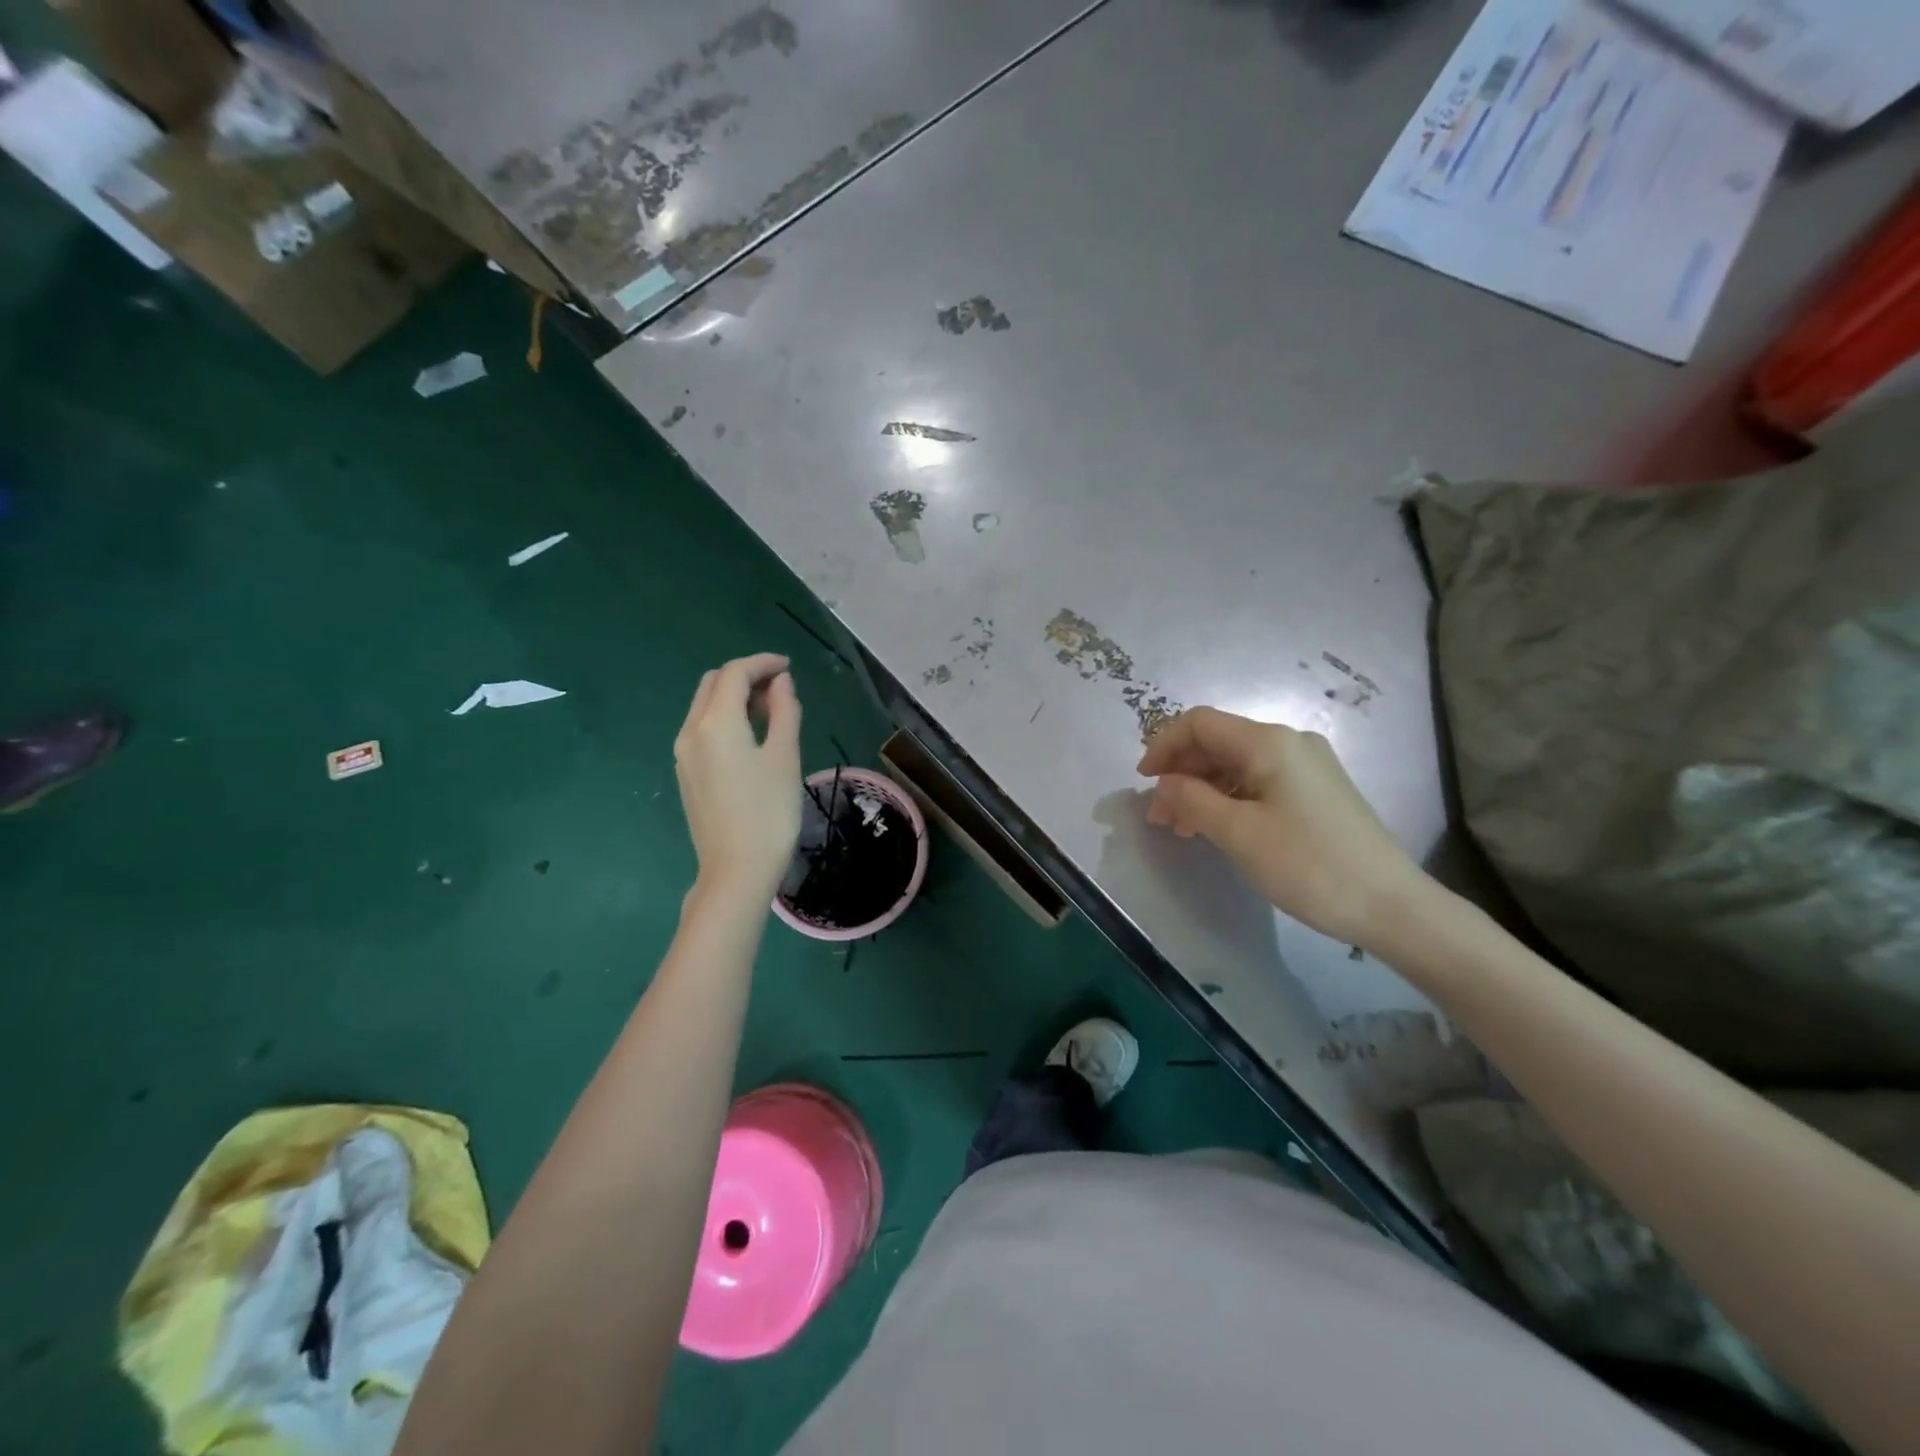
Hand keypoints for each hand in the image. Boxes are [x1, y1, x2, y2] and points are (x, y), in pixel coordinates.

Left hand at [674, 654, 802, 899]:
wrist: (736, 869)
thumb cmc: (769, 812)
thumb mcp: (784, 756)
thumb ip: (784, 711)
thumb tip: (780, 682)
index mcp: (715, 723)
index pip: (735, 673)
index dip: (763, 663)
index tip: (789, 668)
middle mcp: (691, 730)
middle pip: (714, 684)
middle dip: (746, 676)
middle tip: (780, 688)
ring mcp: (683, 753)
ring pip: (704, 705)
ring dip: (734, 696)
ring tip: (770, 710)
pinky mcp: (686, 772)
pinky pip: (702, 728)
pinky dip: (724, 717)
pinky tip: (750, 735)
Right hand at [1137, 707, 1425, 948]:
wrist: (1392, 906)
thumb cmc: (1308, 865)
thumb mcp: (1238, 833)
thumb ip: (1192, 800)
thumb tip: (1165, 783)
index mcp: (1269, 743)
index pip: (1200, 723)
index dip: (1164, 745)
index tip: (1143, 782)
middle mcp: (1289, 743)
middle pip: (1218, 742)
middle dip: (1181, 772)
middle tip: (1159, 816)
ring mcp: (1308, 766)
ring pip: (1237, 764)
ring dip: (1202, 789)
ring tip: (1181, 828)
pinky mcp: (1317, 791)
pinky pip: (1259, 781)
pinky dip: (1229, 798)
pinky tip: (1216, 827)